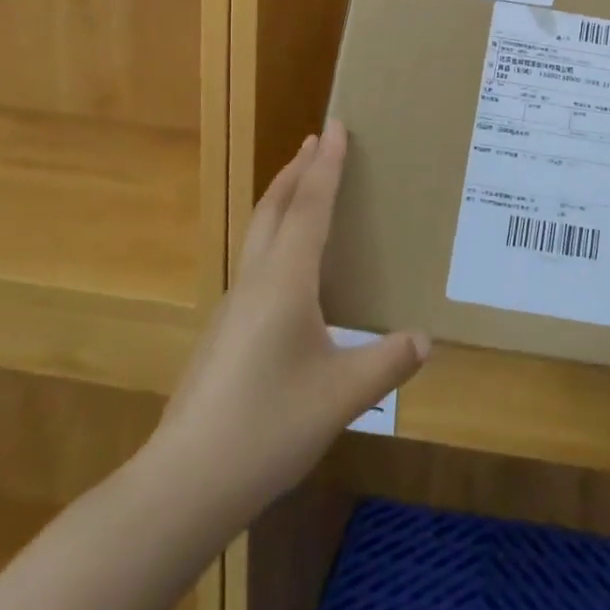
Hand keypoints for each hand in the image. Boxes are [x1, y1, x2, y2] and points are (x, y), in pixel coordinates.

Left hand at [153, 123, 429, 519]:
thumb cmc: (268, 427)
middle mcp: (256, 282)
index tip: (335, 126)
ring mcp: (234, 307)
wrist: (184, 482)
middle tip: (315, 141)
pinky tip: (289, 269)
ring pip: (259, 235)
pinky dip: (275, 237)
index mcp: (285, 282)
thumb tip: (425, 340)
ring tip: (303, 188)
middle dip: (297, 171)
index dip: (326, 166)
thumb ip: (387, 363)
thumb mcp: (342, 396)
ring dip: (283, 201)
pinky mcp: (225, 333)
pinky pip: (255, 263)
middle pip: (275, 209)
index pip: (311, 208)